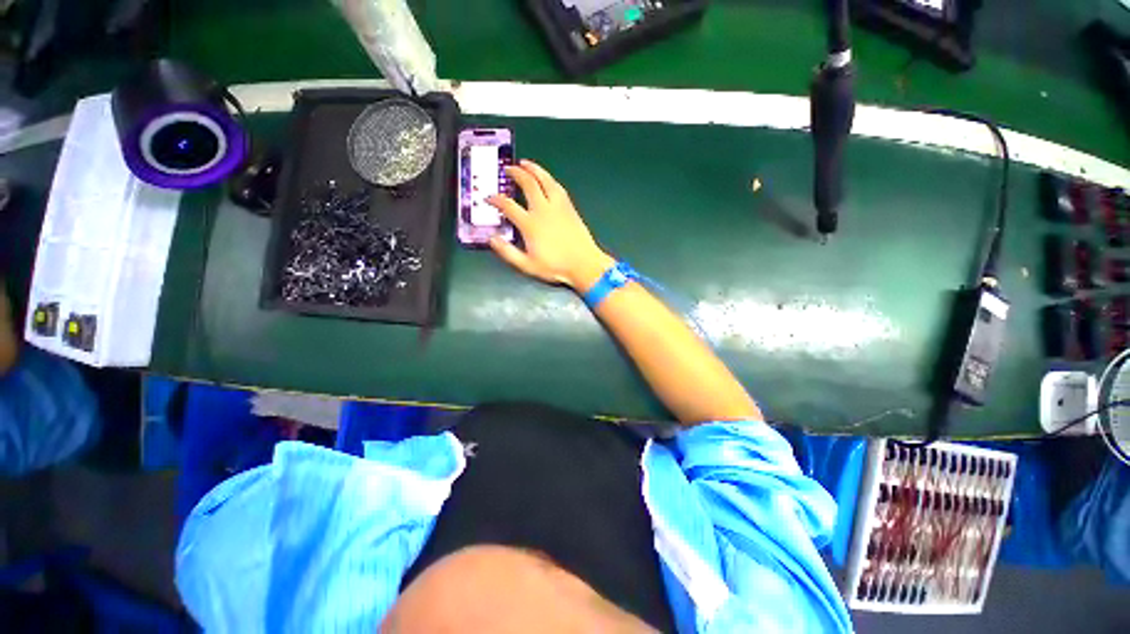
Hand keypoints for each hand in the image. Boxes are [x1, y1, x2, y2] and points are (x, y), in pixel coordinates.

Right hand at [487, 160, 613, 291]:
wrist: (584, 264)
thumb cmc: (556, 267)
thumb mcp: (527, 265)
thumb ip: (508, 252)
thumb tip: (492, 239)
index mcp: (530, 224)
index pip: (508, 205)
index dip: (496, 199)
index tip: (489, 197)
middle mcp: (543, 210)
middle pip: (528, 184)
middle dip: (516, 174)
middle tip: (508, 169)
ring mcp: (558, 206)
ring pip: (545, 180)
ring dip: (534, 169)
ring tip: (525, 163)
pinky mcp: (569, 208)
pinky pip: (558, 187)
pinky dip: (549, 179)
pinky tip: (546, 178)